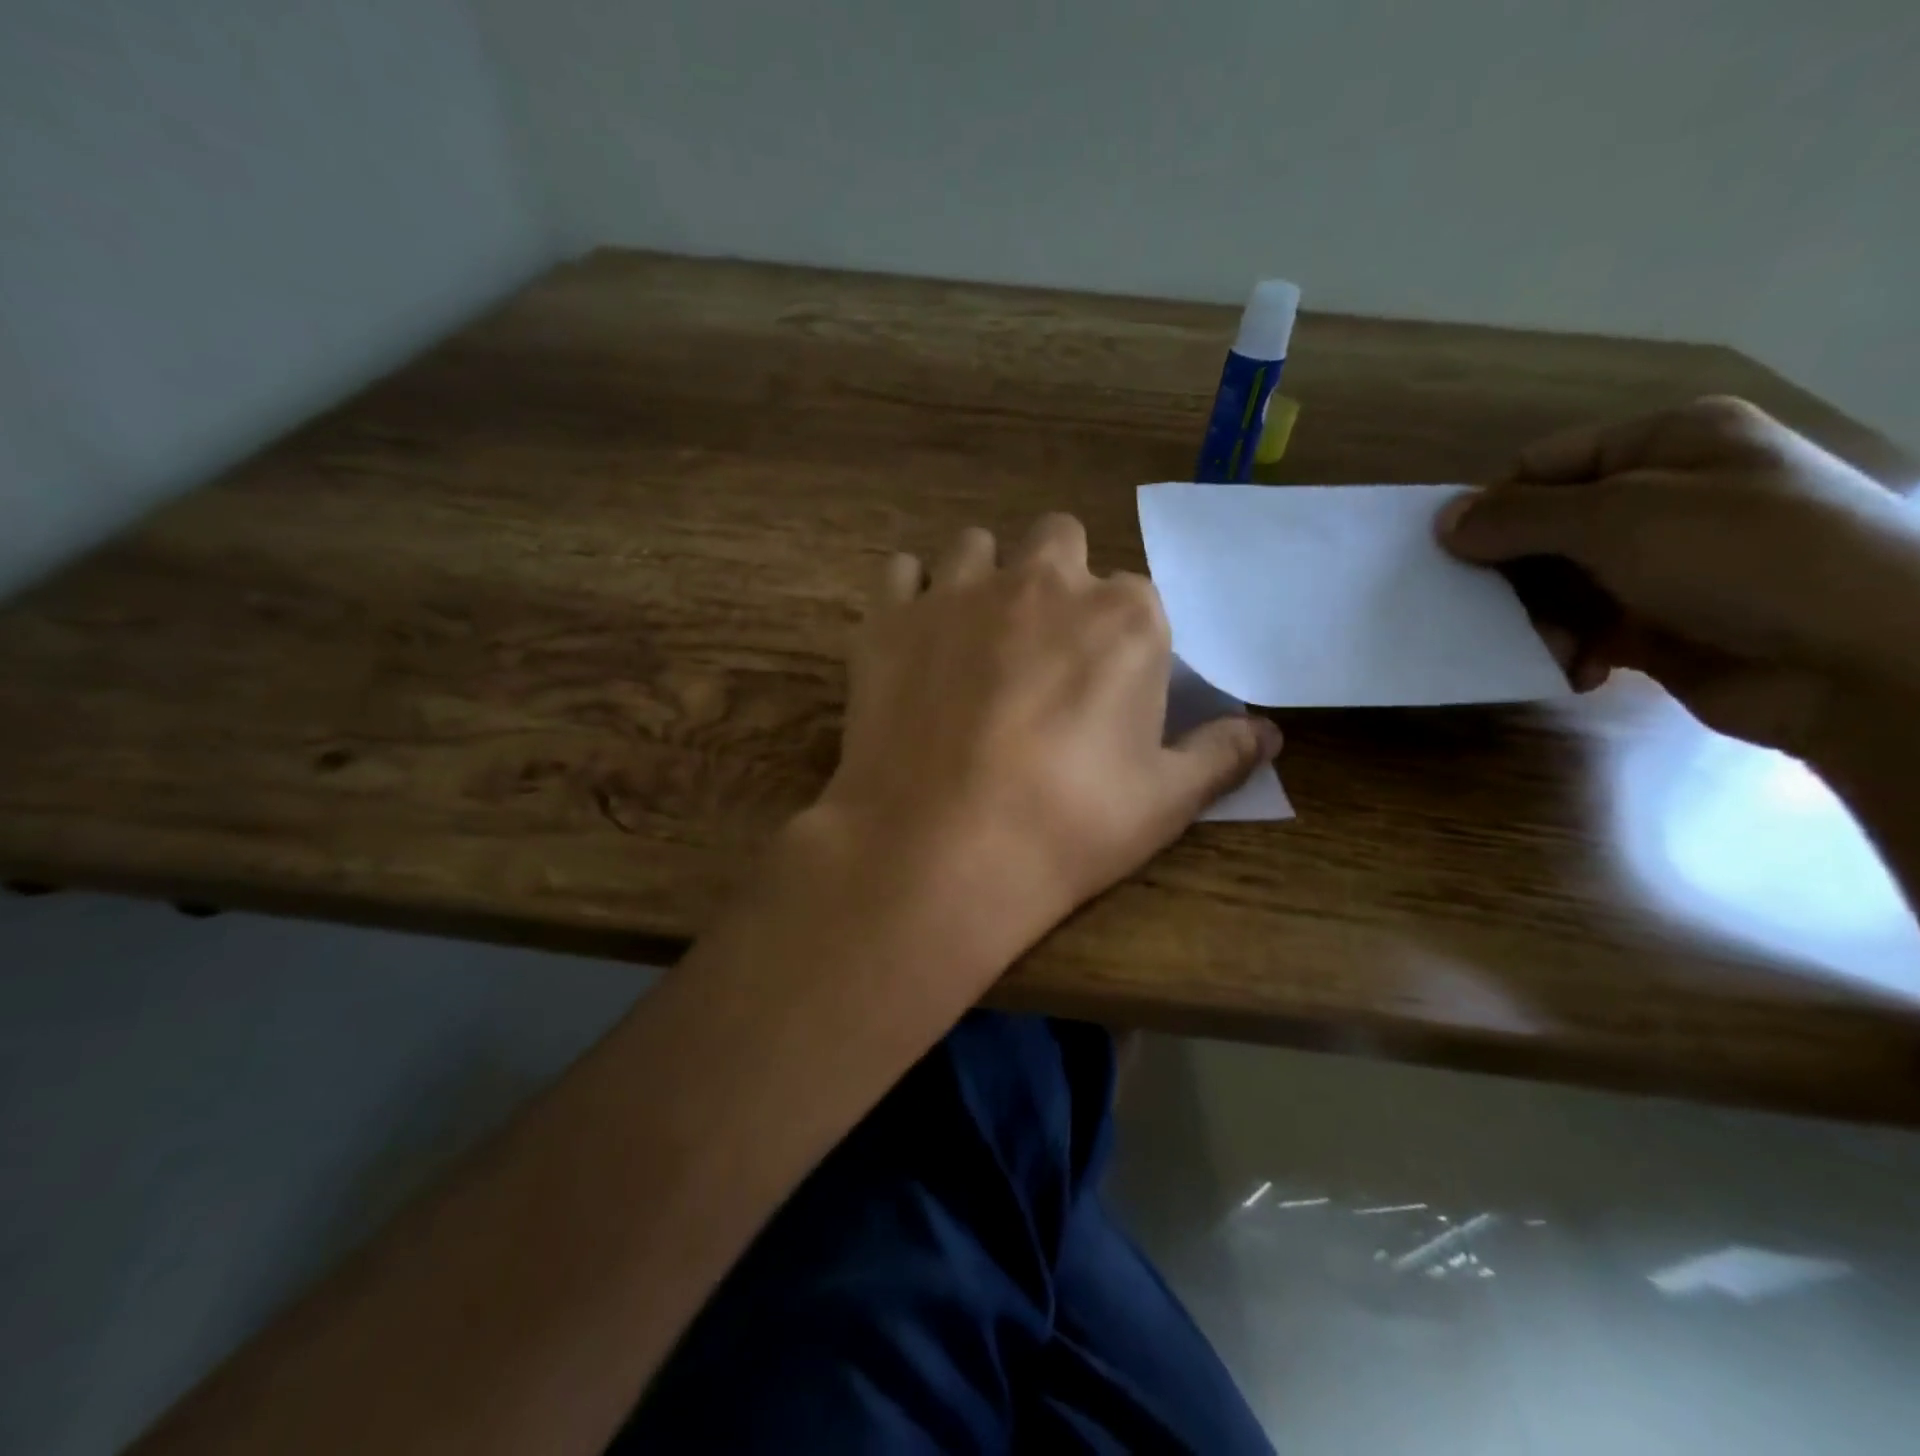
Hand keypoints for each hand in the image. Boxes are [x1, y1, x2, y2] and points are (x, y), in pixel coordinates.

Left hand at [804, 514, 1280, 976]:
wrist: (939, 852)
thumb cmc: (1066, 827)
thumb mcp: (1164, 802)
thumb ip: (1221, 754)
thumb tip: (1268, 733)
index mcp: (1123, 618)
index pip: (1136, 597)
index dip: (1121, 636)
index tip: (1105, 682)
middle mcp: (1042, 583)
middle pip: (1059, 541)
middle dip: (1057, 580)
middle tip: (1042, 647)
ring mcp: (959, 593)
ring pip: (977, 547)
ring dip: (984, 578)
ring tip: (974, 638)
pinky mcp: (891, 618)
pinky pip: (901, 573)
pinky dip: (911, 595)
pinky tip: (915, 638)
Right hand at [1439, 396, 1919, 753]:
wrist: (1867, 660)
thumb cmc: (1744, 557)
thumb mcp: (1618, 519)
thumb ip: (1518, 517)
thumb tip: (1442, 522)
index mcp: (1666, 445)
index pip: (1543, 467)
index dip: (1492, 508)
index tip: (1453, 556)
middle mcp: (1663, 498)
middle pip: (1544, 532)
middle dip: (1513, 576)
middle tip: (1489, 611)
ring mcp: (1664, 565)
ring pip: (1557, 587)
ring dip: (1538, 621)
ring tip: (1550, 647)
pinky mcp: (1662, 626)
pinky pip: (1584, 630)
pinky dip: (1569, 651)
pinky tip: (1577, 670)